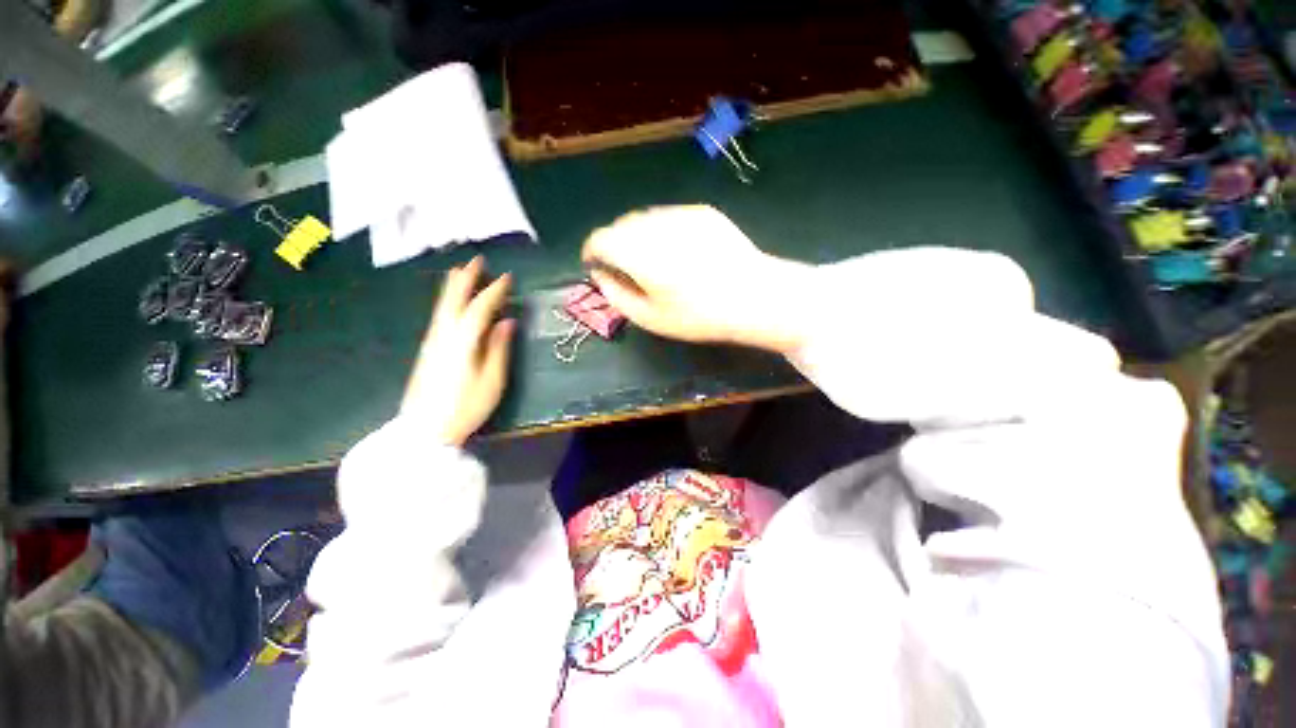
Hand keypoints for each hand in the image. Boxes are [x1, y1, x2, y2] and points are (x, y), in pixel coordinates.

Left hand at [402, 256, 514, 445]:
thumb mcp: (492, 381)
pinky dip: (447, 302)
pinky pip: (439, 316)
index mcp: (463, 342)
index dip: (494, 291)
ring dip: (453, 287)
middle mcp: (444, 335)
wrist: (424, 431)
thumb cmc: (465, 407)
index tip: (507, 277)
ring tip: (461, 271)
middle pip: (454, 300)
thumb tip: (507, 322)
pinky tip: (451, 302)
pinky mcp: (427, 350)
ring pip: (443, 306)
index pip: (480, 308)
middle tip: (477, 261)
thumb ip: (499, 349)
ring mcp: (432, 342)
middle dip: (466, 279)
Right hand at [582, 205, 809, 352]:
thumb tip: (600, 275)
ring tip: (652, 260)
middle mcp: (656, 225)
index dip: (592, 250)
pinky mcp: (702, 212)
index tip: (595, 264)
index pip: (600, 239)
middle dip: (614, 243)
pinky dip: (662, 230)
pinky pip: (669, 216)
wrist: (754, 297)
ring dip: (637, 235)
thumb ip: (616, 295)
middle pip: (620, 225)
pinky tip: (679, 251)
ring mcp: (681, 214)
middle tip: (624, 267)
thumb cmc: (699, 316)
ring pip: (644, 217)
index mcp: (640, 254)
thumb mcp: (650, 318)